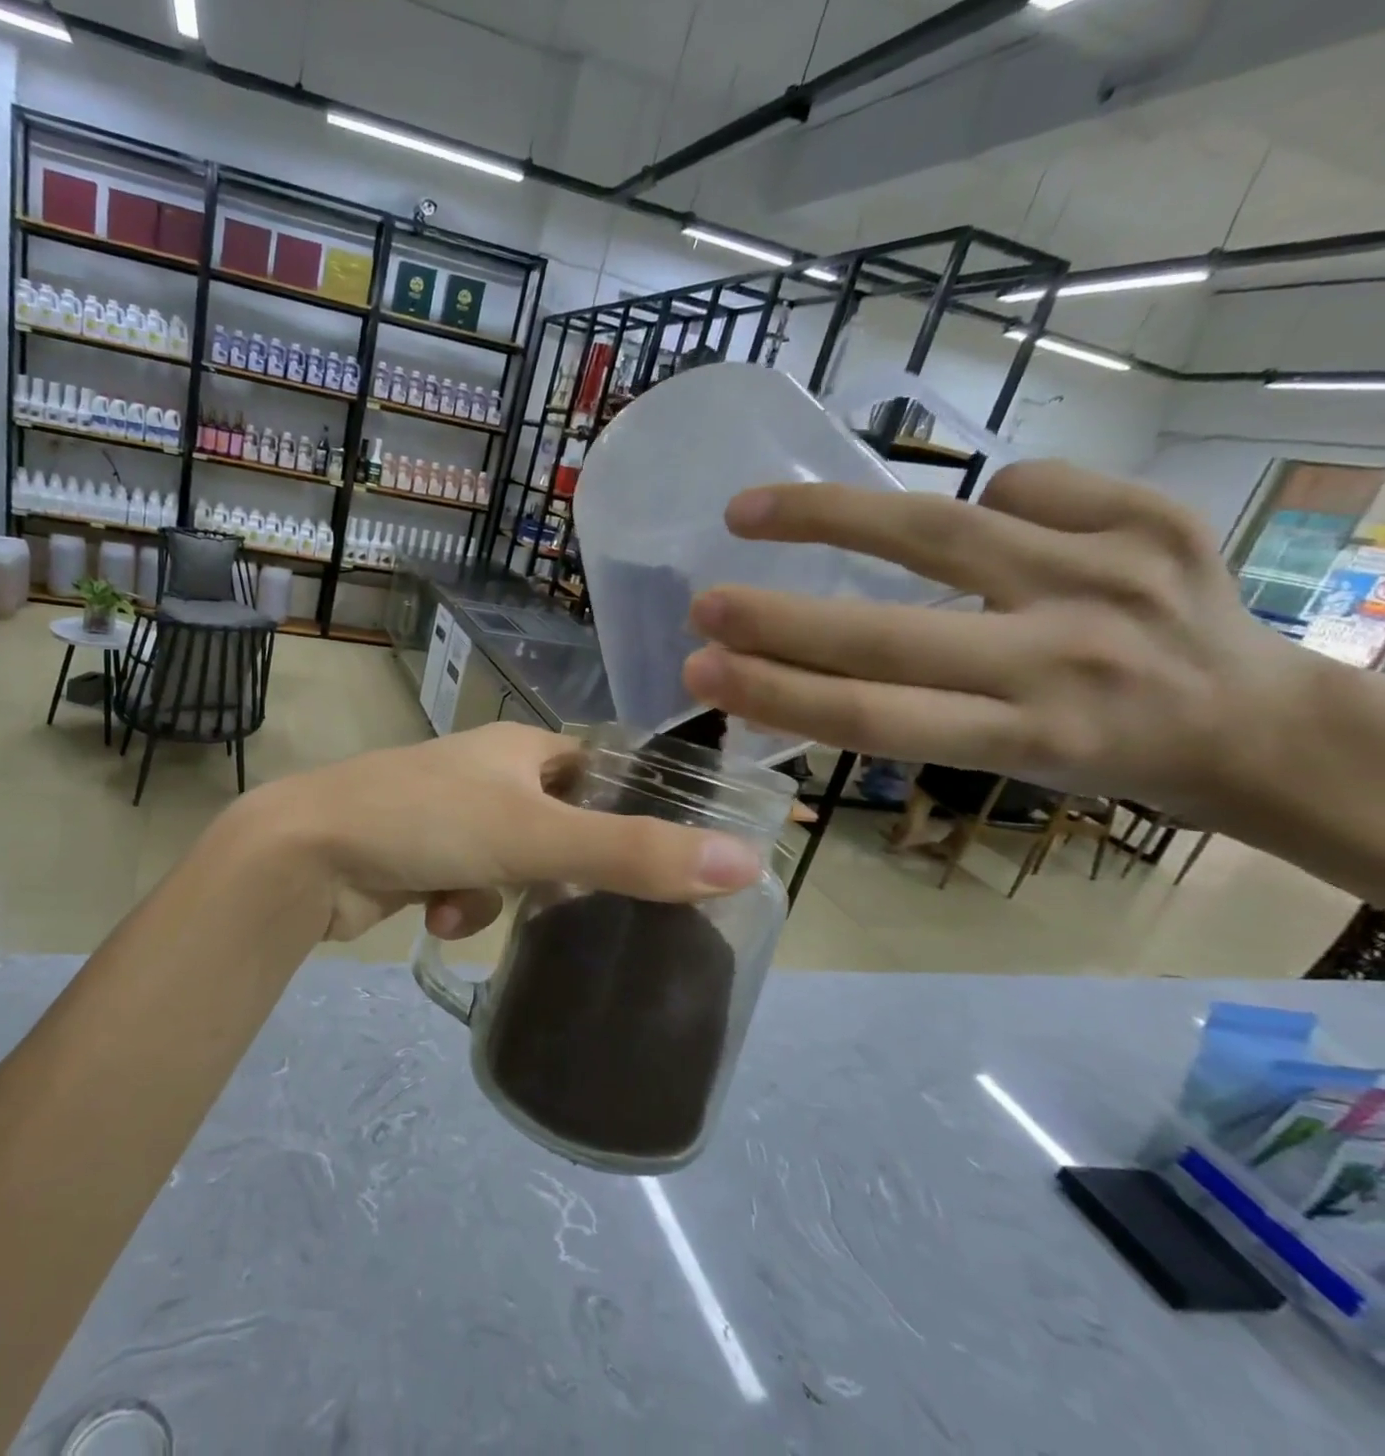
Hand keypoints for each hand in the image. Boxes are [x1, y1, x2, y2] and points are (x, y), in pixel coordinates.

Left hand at [231, 722, 761, 942]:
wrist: (308, 853)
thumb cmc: (427, 822)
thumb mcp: (537, 838)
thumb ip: (634, 854)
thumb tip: (746, 862)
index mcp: (520, 748)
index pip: (601, 770)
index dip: (634, 809)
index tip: (665, 860)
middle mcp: (488, 773)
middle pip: (560, 825)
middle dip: (559, 871)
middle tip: (571, 900)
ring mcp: (450, 814)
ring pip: (514, 865)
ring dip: (497, 896)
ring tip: (464, 903)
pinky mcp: (421, 854)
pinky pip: (470, 886)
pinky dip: (460, 906)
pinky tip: (433, 916)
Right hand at [680, 461, 1304, 817]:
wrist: (1267, 722)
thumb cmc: (1105, 758)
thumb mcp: (999, 762)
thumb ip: (901, 716)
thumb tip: (783, 673)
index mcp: (1028, 735)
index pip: (871, 715)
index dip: (774, 692)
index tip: (700, 672)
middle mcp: (1068, 656)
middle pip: (888, 633)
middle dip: (778, 619)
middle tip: (702, 606)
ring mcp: (1113, 574)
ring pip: (939, 530)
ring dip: (828, 516)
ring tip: (749, 510)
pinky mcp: (1154, 514)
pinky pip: (1025, 485)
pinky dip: (981, 497)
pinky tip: (976, 517)